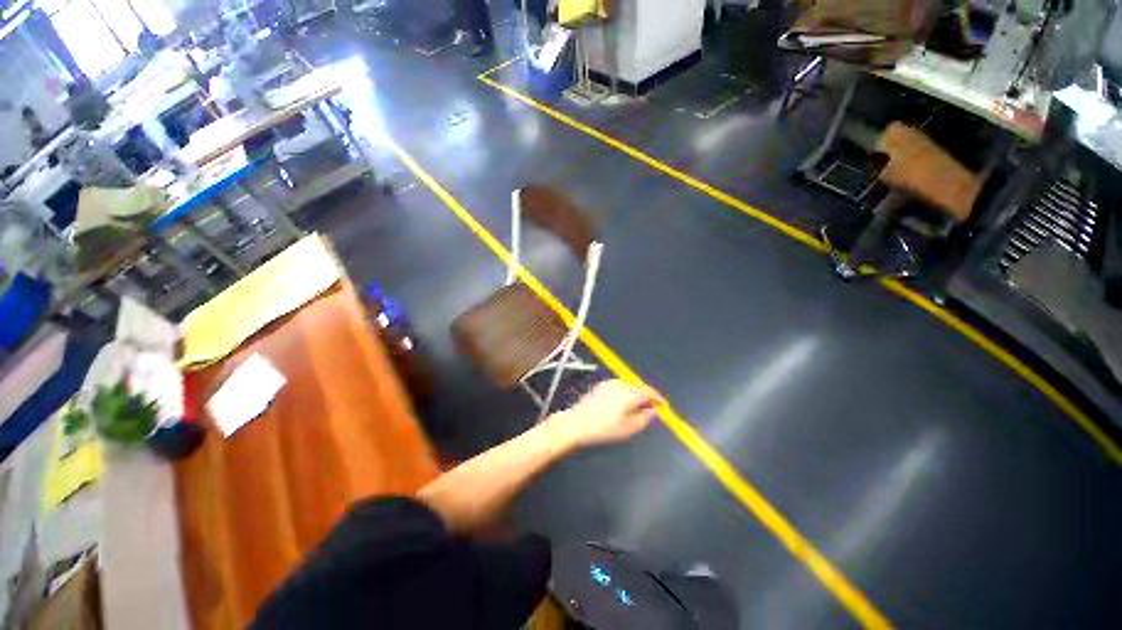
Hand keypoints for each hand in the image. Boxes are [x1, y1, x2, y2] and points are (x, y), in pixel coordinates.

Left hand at [547, 379, 664, 448]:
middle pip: (639, 387)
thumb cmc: (604, 428)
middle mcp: (621, 384)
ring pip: (629, 385)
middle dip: (647, 396)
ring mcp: (610, 383)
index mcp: (629, 394)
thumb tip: (651, 411)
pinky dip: (626, 391)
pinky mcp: (601, 385)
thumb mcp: (627, 429)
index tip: (665, 406)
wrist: (577, 422)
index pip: (649, 392)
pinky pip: (620, 385)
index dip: (659, 398)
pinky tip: (624, 401)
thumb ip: (643, 419)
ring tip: (639, 405)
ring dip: (637, 393)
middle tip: (652, 407)